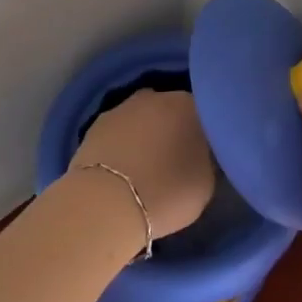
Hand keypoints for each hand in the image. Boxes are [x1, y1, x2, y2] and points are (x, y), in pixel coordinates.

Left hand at [70, 90, 215, 240]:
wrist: (106, 204)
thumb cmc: (166, 193)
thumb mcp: (206, 182)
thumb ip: (206, 158)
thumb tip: (200, 154)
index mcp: (188, 105)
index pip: (204, 113)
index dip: (205, 133)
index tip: (204, 153)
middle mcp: (156, 97)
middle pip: (170, 110)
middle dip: (173, 128)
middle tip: (176, 158)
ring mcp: (122, 108)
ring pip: (141, 118)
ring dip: (145, 134)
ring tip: (146, 165)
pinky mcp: (95, 125)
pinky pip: (118, 132)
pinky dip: (121, 144)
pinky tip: (122, 168)